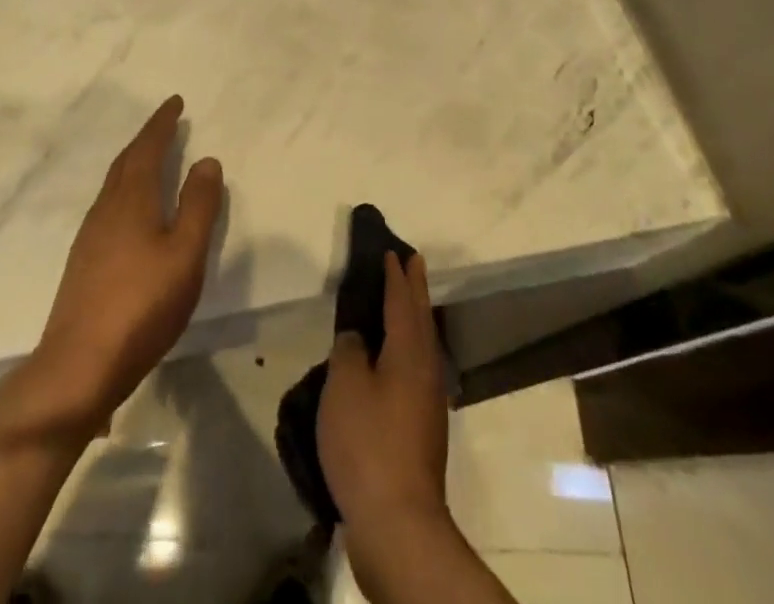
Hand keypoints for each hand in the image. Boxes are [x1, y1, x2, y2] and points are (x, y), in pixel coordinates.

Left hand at [5, 96, 223, 438]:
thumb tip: (206, 159)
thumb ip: (199, 206)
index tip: (175, 102)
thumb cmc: (141, 306)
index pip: (147, 148)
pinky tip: (132, 211)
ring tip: (152, 158)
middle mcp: (106, 208)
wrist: (78, 365)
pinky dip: (126, 189)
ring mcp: (90, 235)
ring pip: (114, 184)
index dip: (162, 123)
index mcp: (132, 200)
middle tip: (167, 123)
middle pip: (126, 161)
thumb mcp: (185, 255)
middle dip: (147, 138)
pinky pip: (108, 205)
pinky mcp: (84, 261)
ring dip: (134, 163)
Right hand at [318, 252, 449, 533]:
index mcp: (409, 351)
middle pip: (420, 318)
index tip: (392, 250)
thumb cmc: (368, 443)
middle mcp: (425, 370)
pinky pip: (415, 369)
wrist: (398, 523)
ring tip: (401, 302)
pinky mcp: (422, 430)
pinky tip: (391, 361)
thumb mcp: (345, 385)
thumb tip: (358, 339)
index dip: (395, 274)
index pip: (401, 300)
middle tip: (411, 261)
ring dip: (413, 317)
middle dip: (414, 288)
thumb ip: (349, 350)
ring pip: (421, 344)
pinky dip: (406, 349)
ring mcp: (428, 402)